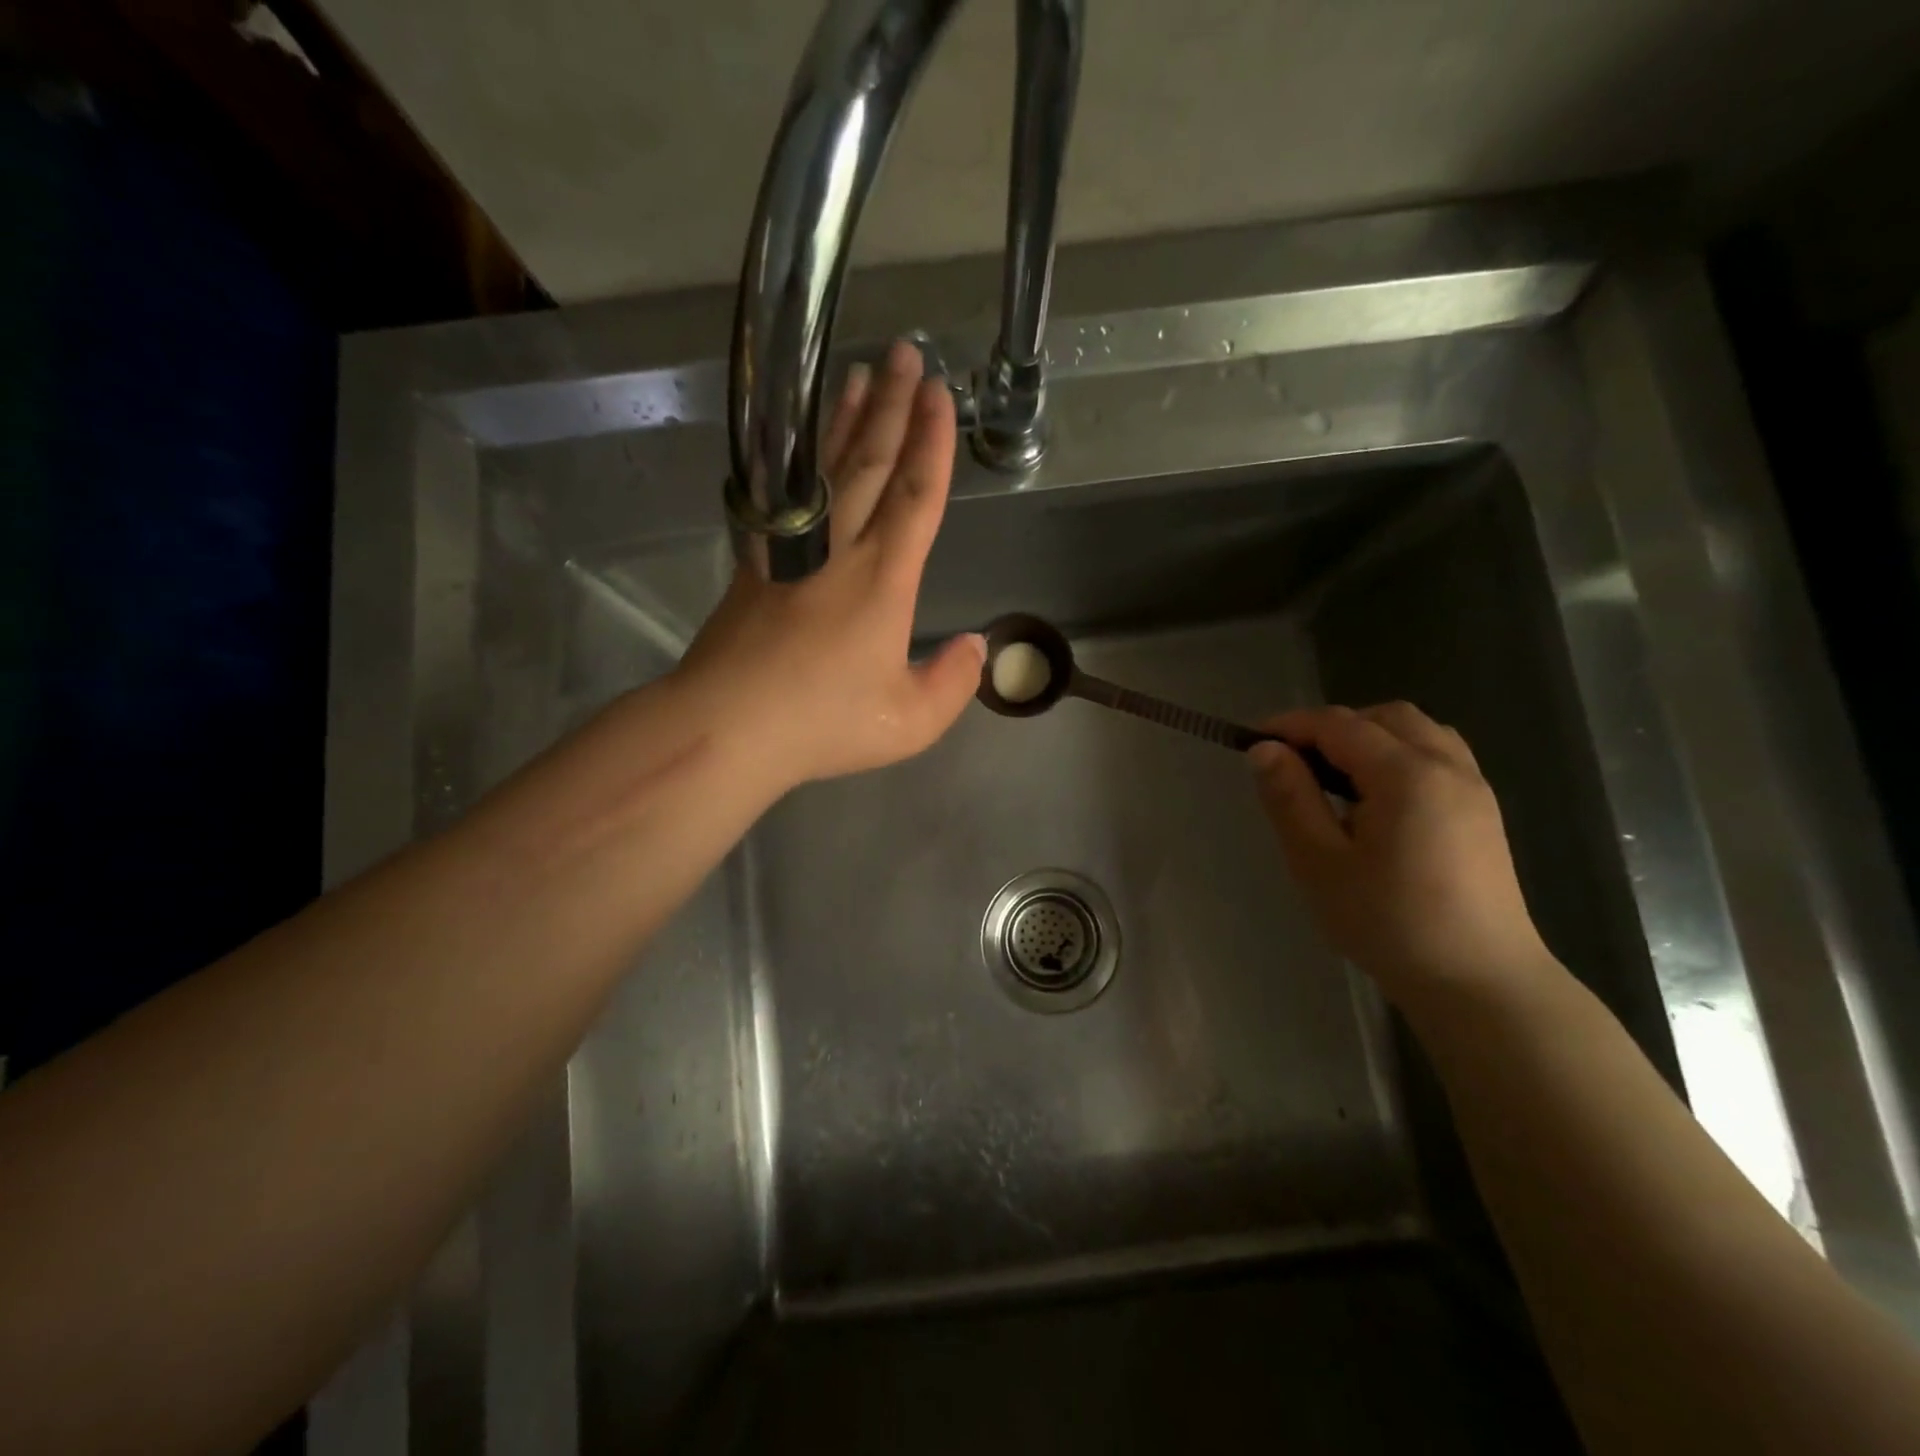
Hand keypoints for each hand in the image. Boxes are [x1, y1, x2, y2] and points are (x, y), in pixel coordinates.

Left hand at [676, 341, 984, 794]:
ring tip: (859, 374)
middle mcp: (839, 550)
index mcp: (883, 580)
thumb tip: (976, 648)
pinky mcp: (757, 564)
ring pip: (825, 470)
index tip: (939, 394)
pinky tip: (800, 445)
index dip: (931, 443)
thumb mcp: (910, 722)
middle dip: (891, 406)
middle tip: (904, 353)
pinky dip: (797, 463)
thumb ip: (951, 683)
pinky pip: (784, 497)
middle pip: (870, 464)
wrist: (728, 725)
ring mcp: (792, 552)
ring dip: (845, 419)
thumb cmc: (824, 722)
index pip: (915, 496)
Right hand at [1248, 703, 1553, 1005]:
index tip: (1251, 741)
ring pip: (1417, 732)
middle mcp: (1447, 766)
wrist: (1479, 982)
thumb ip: (1290, 798)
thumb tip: (1265, 750)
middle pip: (1384, 717)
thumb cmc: (1388, 923)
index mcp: (1406, 775)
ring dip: (1369, 736)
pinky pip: (1438, 755)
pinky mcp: (1483, 812)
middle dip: (1332, 726)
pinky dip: (1399, 754)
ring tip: (1333, 776)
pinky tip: (1377, 797)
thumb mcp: (1319, 862)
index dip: (1290, 725)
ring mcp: (1473, 788)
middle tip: (1293, 761)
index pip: (1338, 725)